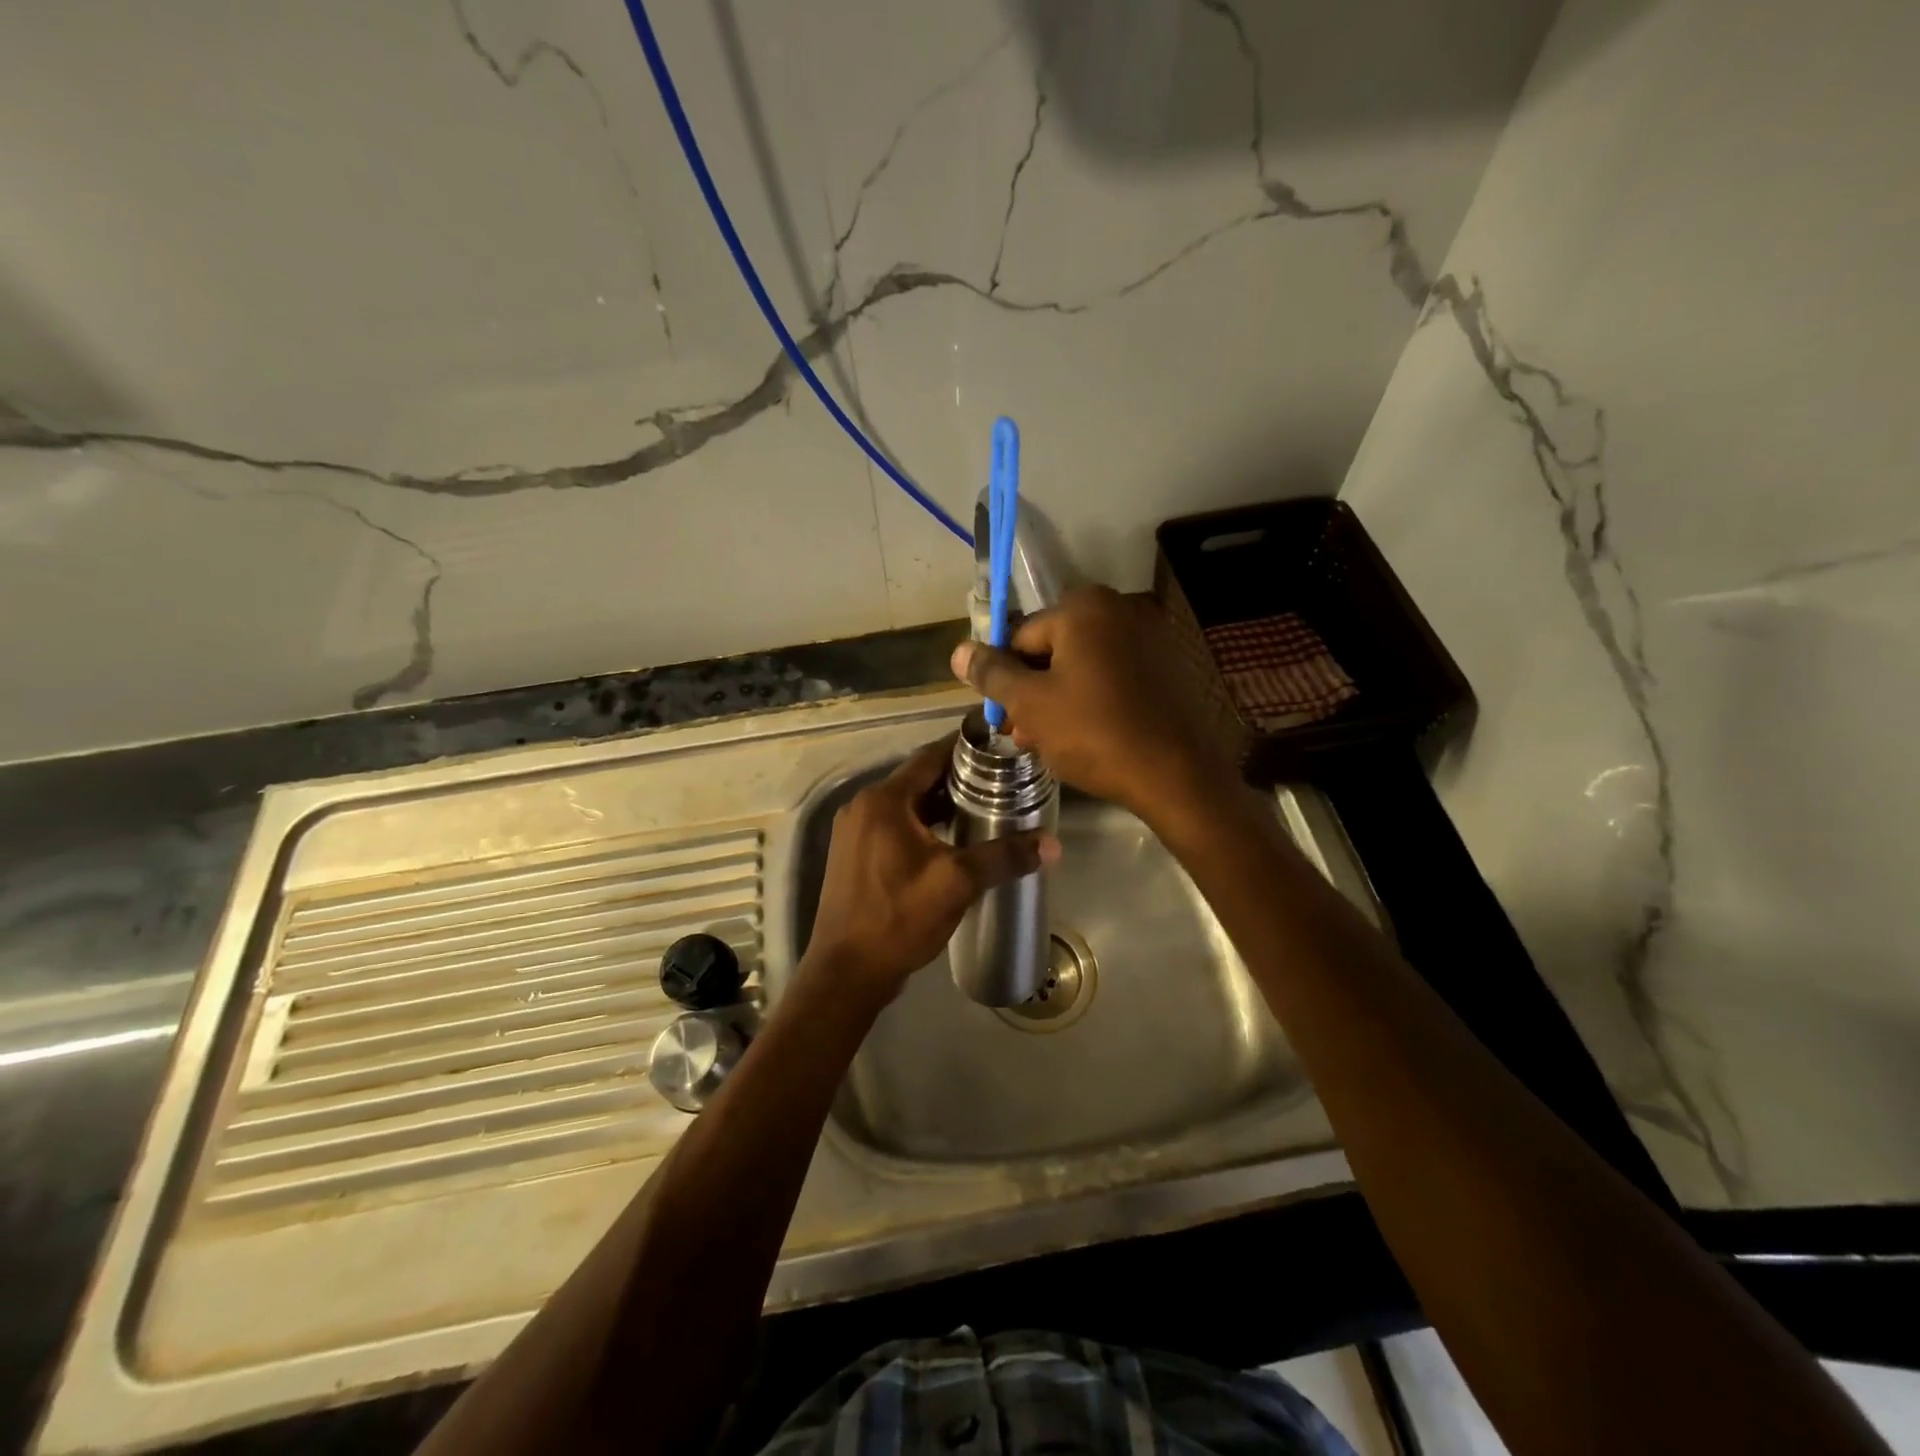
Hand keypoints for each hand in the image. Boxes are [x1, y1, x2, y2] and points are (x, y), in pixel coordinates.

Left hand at [802, 736, 1060, 1000]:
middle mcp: (863, 807)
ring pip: (905, 804)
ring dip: (939, 803)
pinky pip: (894, 825)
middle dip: (956, 778)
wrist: (847, 972)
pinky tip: (951, 839)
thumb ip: (1004, 857)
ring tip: (983, 807)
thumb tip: (1052, 845)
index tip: (998, 748)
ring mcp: (854, 832)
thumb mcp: (957, 884)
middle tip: (1000, 780)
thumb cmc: (899, 918)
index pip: (928, 758)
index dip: (963, 749)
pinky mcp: (854, 855)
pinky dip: (922, 823)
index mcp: (883, 801)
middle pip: (917, 779)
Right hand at [949, 586, 1239, 829]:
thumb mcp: (1030, 704)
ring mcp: (1146, 639)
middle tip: (1022, 735)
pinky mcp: (1164, 669)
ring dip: (1056, 702)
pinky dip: (1090, 702)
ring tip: (1048, 744)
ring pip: (1080, 668)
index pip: (1020, 637)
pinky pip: (1110, 679)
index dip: (1004, 679)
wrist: (1176, 775)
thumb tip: (959, 651)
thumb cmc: (1094, 733)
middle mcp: (1118, 610)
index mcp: (1083, 608)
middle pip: (1051, 651)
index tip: (1002, 717)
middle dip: (1031, 693)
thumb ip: (991, 674)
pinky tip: (1083, 738)